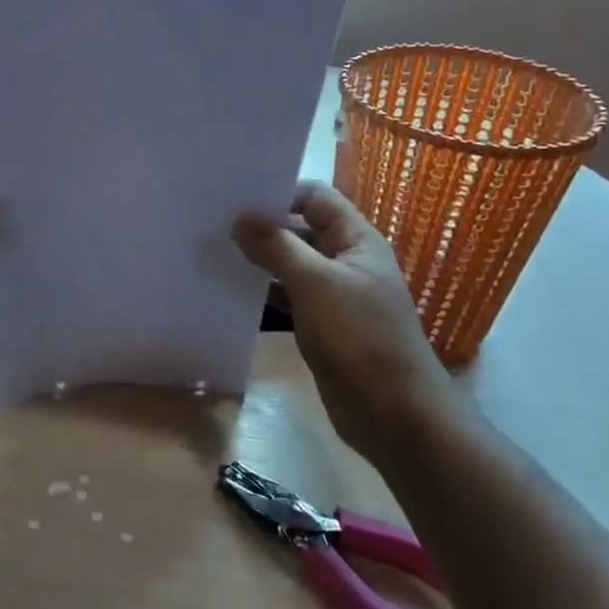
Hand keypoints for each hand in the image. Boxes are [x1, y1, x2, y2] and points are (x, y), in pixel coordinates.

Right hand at [234, 181, 453, 463]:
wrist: (394, 414)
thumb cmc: (360, 338)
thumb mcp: (315, 284)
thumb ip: (277, 246)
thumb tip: (240, 217)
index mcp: (356, 241)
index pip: (315, 198)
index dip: (279, 194)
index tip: (235, 201)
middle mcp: (346, 261)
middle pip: (300, 229)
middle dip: (262, 228)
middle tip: (214, 227)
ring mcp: (334, 295)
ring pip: (290, 265)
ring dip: (259, 261)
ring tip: (214, 255)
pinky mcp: (321, 325)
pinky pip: (288, 297)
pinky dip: (264, 293)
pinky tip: (232, 293)